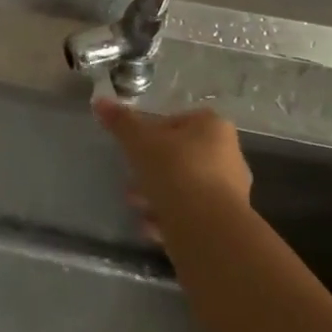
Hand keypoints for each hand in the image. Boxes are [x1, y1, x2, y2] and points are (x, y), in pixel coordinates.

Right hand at [94, 98, 251, 242]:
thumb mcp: (139, 141)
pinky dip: (170, 218)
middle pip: (181, 156)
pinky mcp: (226, 223)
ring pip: (185, 186)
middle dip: (153, 168)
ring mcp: (231, 192)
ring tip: (136, 205)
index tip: (134, 147)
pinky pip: (192, 213)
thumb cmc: (175, 171)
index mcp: (214, 128)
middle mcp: (229, 156)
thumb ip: (121, 122)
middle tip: (131, 179)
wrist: (206, 230)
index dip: (152, 133)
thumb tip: (100, 101)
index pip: (177, 121)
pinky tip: (150, 226)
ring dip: (159, 194)